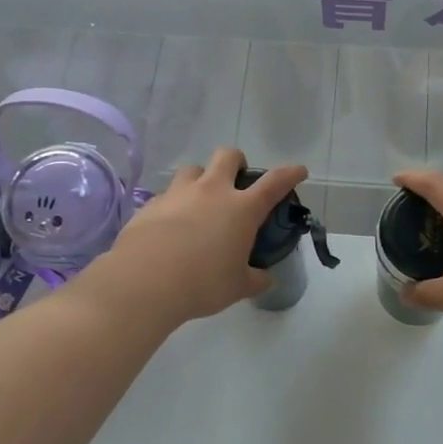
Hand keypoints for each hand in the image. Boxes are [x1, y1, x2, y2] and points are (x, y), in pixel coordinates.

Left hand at [97, 149, 308, 325]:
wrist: (144, 282)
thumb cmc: (202, 283)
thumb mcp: (237, 287)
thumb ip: (255, 279)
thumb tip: (265, 278)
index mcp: (241, 208)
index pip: (274, 182)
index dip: (290, 174)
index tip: (298, 170)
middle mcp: (212, 191)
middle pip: (228, 156)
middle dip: (236, 162)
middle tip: (236, 182)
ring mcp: (179, 193)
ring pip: (193, 169)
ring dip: (201, 179)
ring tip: (199, 201)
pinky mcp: (151, 203)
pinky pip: (167, 194)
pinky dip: (174, 204)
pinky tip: (170, 225)